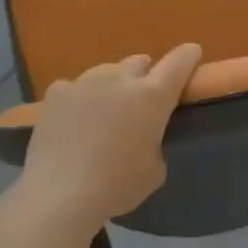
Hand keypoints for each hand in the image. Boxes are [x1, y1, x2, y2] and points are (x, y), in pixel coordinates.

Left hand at [19, 44, 203, 224]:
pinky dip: (78, 99)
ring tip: (103, 111)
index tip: (192, 53)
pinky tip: (72, 121)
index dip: (187, 56)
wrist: (60, 194)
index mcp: (152, 97)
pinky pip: (73, 88)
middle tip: (140, 98)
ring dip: (111, 86)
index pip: (178, 63)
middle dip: (144, 75)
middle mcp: (120, 80)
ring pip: (105, 72)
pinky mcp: (56, 93)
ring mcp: (85, 82)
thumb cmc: (117, 186)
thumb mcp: (154, 170)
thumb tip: (142, 137)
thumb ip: (154, 142)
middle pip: (138, 62)